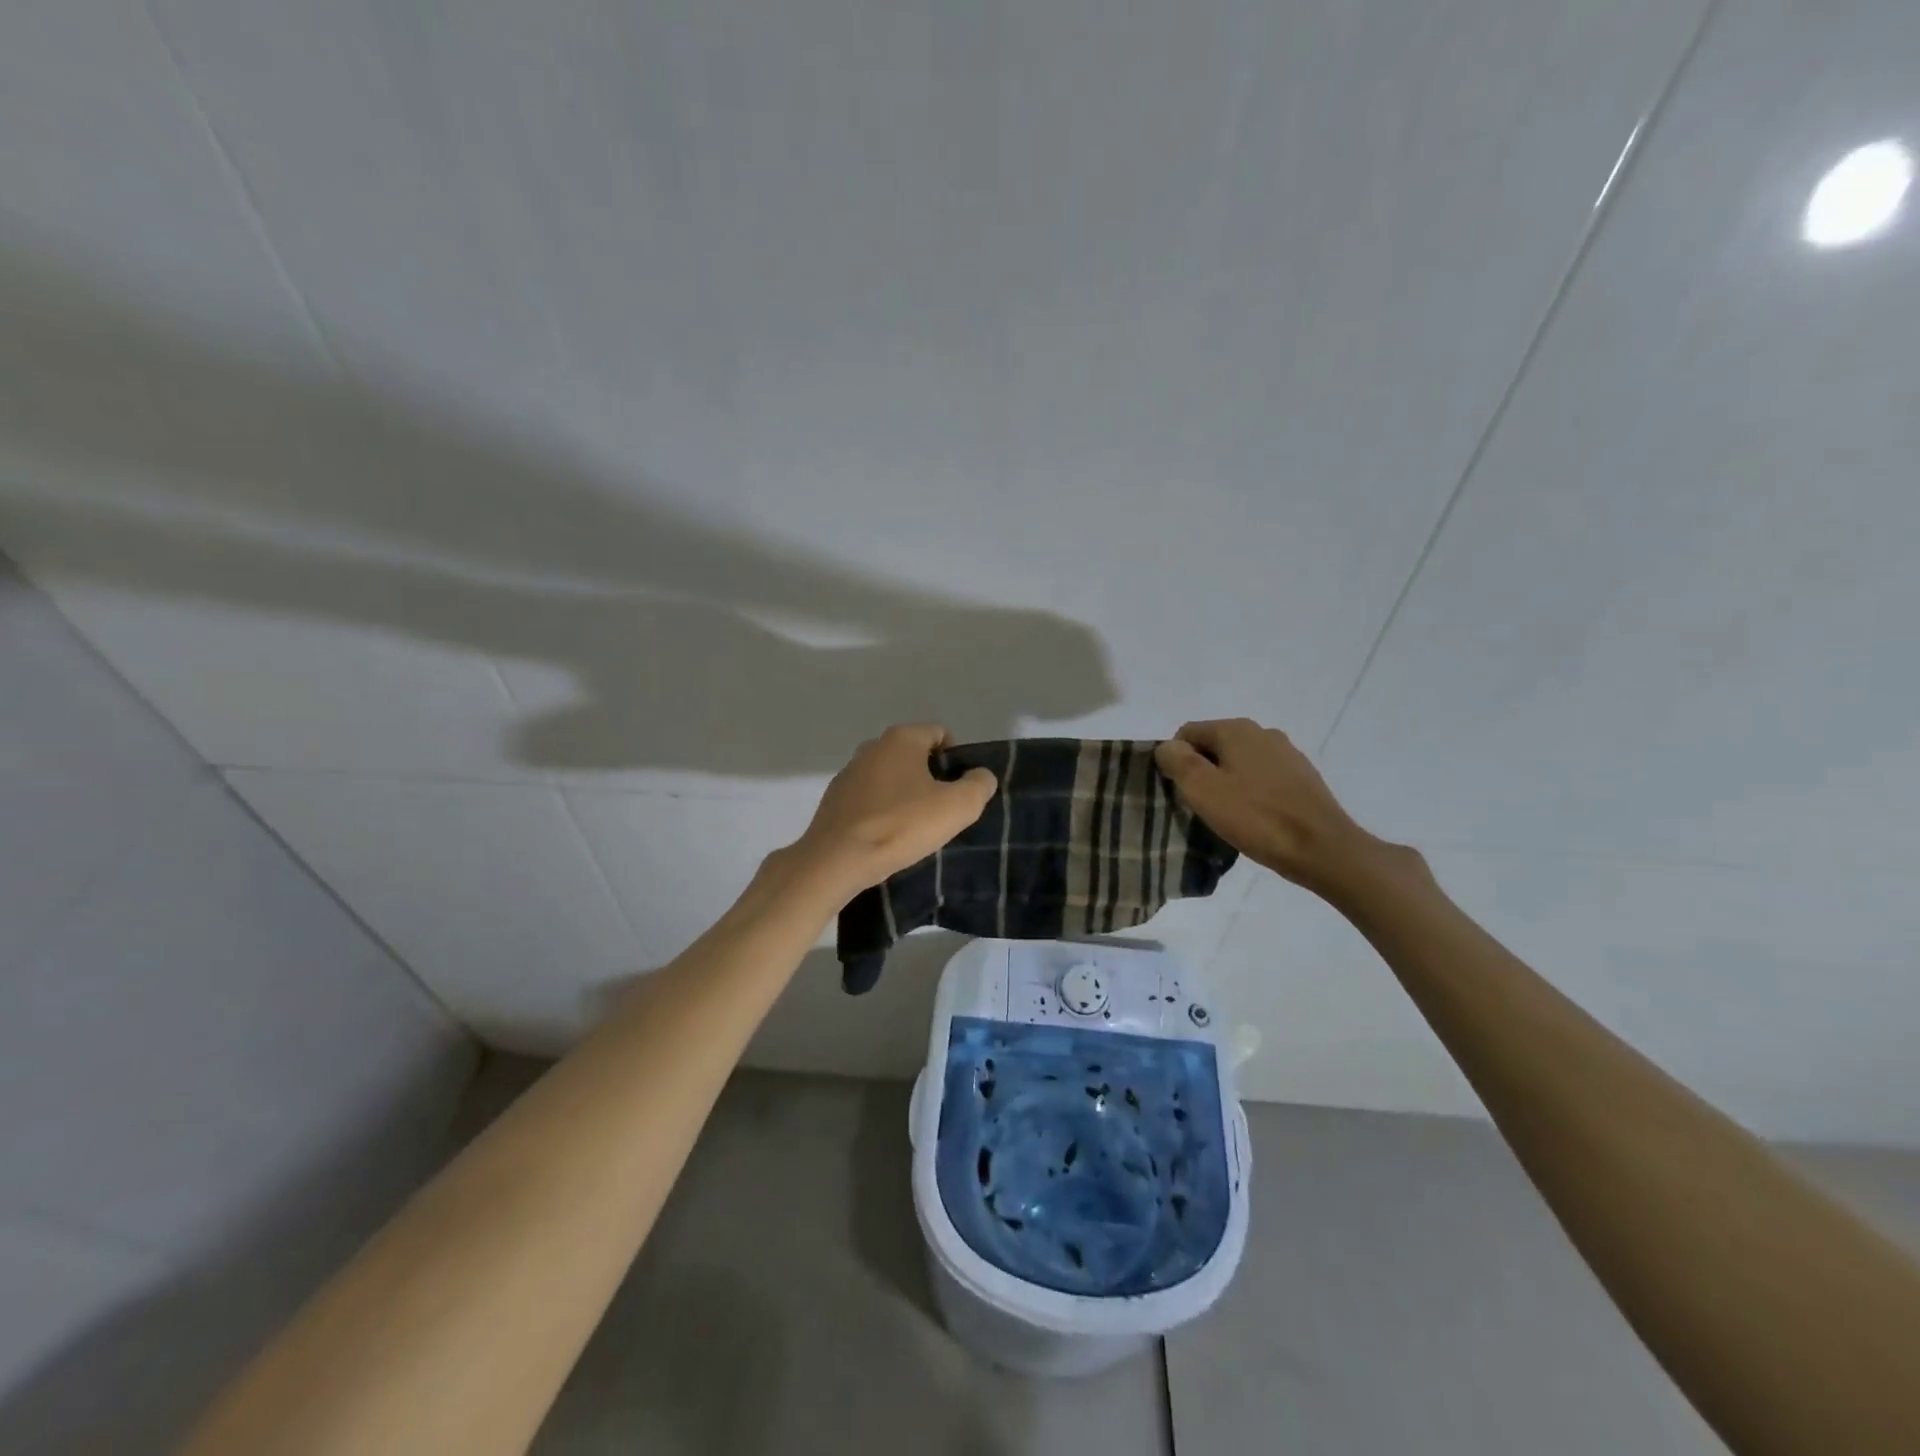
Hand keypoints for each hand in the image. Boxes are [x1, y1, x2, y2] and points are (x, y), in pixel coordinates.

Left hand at [783, 724, 997, 901]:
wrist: (837, 860)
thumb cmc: (901, 826)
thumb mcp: (957, 807)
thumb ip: (979, 785)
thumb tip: (980, 776)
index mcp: (902, 738)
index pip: (940, 734)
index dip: (957, 759)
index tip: (961, 790)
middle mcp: (872, 746)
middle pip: (914, 755)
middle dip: (931, 777)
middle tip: (941, 811)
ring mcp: (849, 772)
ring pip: (890, 777)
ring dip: (905, 795)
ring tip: (914, 827)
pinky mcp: (834, 799)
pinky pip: (869, 798)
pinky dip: (882, 810)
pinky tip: (887, 836)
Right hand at [1154, 718, 1412, 895]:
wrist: (1322, 848)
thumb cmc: (1256, 817)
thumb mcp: (1202, 789)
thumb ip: (1177, 761)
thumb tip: (1167, 747)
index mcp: (1235, 729)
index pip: (1187, 733)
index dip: (1176, 761)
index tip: (1180, 793)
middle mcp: (1262, 732)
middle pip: (1214, 746)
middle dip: (1202, 772)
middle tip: (1201, 806)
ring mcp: (1286, 754)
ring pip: (1239, 763)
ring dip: (1227, 784)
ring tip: (1228, 816)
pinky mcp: (1302, 777)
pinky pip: (1262, 778)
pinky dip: (1251, 793)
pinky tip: (1255, 818)